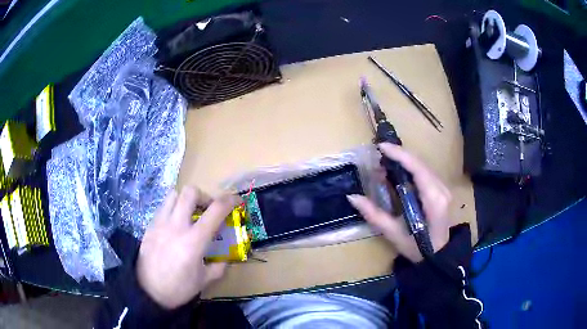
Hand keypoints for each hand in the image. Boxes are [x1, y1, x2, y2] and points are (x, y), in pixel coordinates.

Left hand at [136, 186, 239, 308]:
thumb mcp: (204, 281)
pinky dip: (173, 208)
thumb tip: (226, 259)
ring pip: (174, 194)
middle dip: (204, 196)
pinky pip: (163, 207)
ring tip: (190, 214)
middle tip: (208, 210)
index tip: (237, 200)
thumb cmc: (178, 288)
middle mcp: (176, 226)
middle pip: (191, 192)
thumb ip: (219, 267)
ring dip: (186, 199)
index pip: (215, 210)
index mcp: (194, 241)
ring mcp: (160, 223)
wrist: (148, 291)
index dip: (230, 200)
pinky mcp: (150, 225)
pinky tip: (175, 225)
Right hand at [347, 143, 451, 262]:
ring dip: (404, 161)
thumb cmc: (418, 248)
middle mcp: (442, 189)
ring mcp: (444, 188)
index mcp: (433, 200)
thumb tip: (353, 197)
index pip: (418, 169)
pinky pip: (426, 171)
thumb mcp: (394, 234)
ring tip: (385, 164)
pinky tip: (398, 171)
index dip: (400, 155)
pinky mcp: (442, 190)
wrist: (439, 255)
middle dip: (399, 156)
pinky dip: (411, 168)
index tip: (381, 147)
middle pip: (421, 163)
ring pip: (423, 165)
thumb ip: (374, 215)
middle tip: (378, 157)